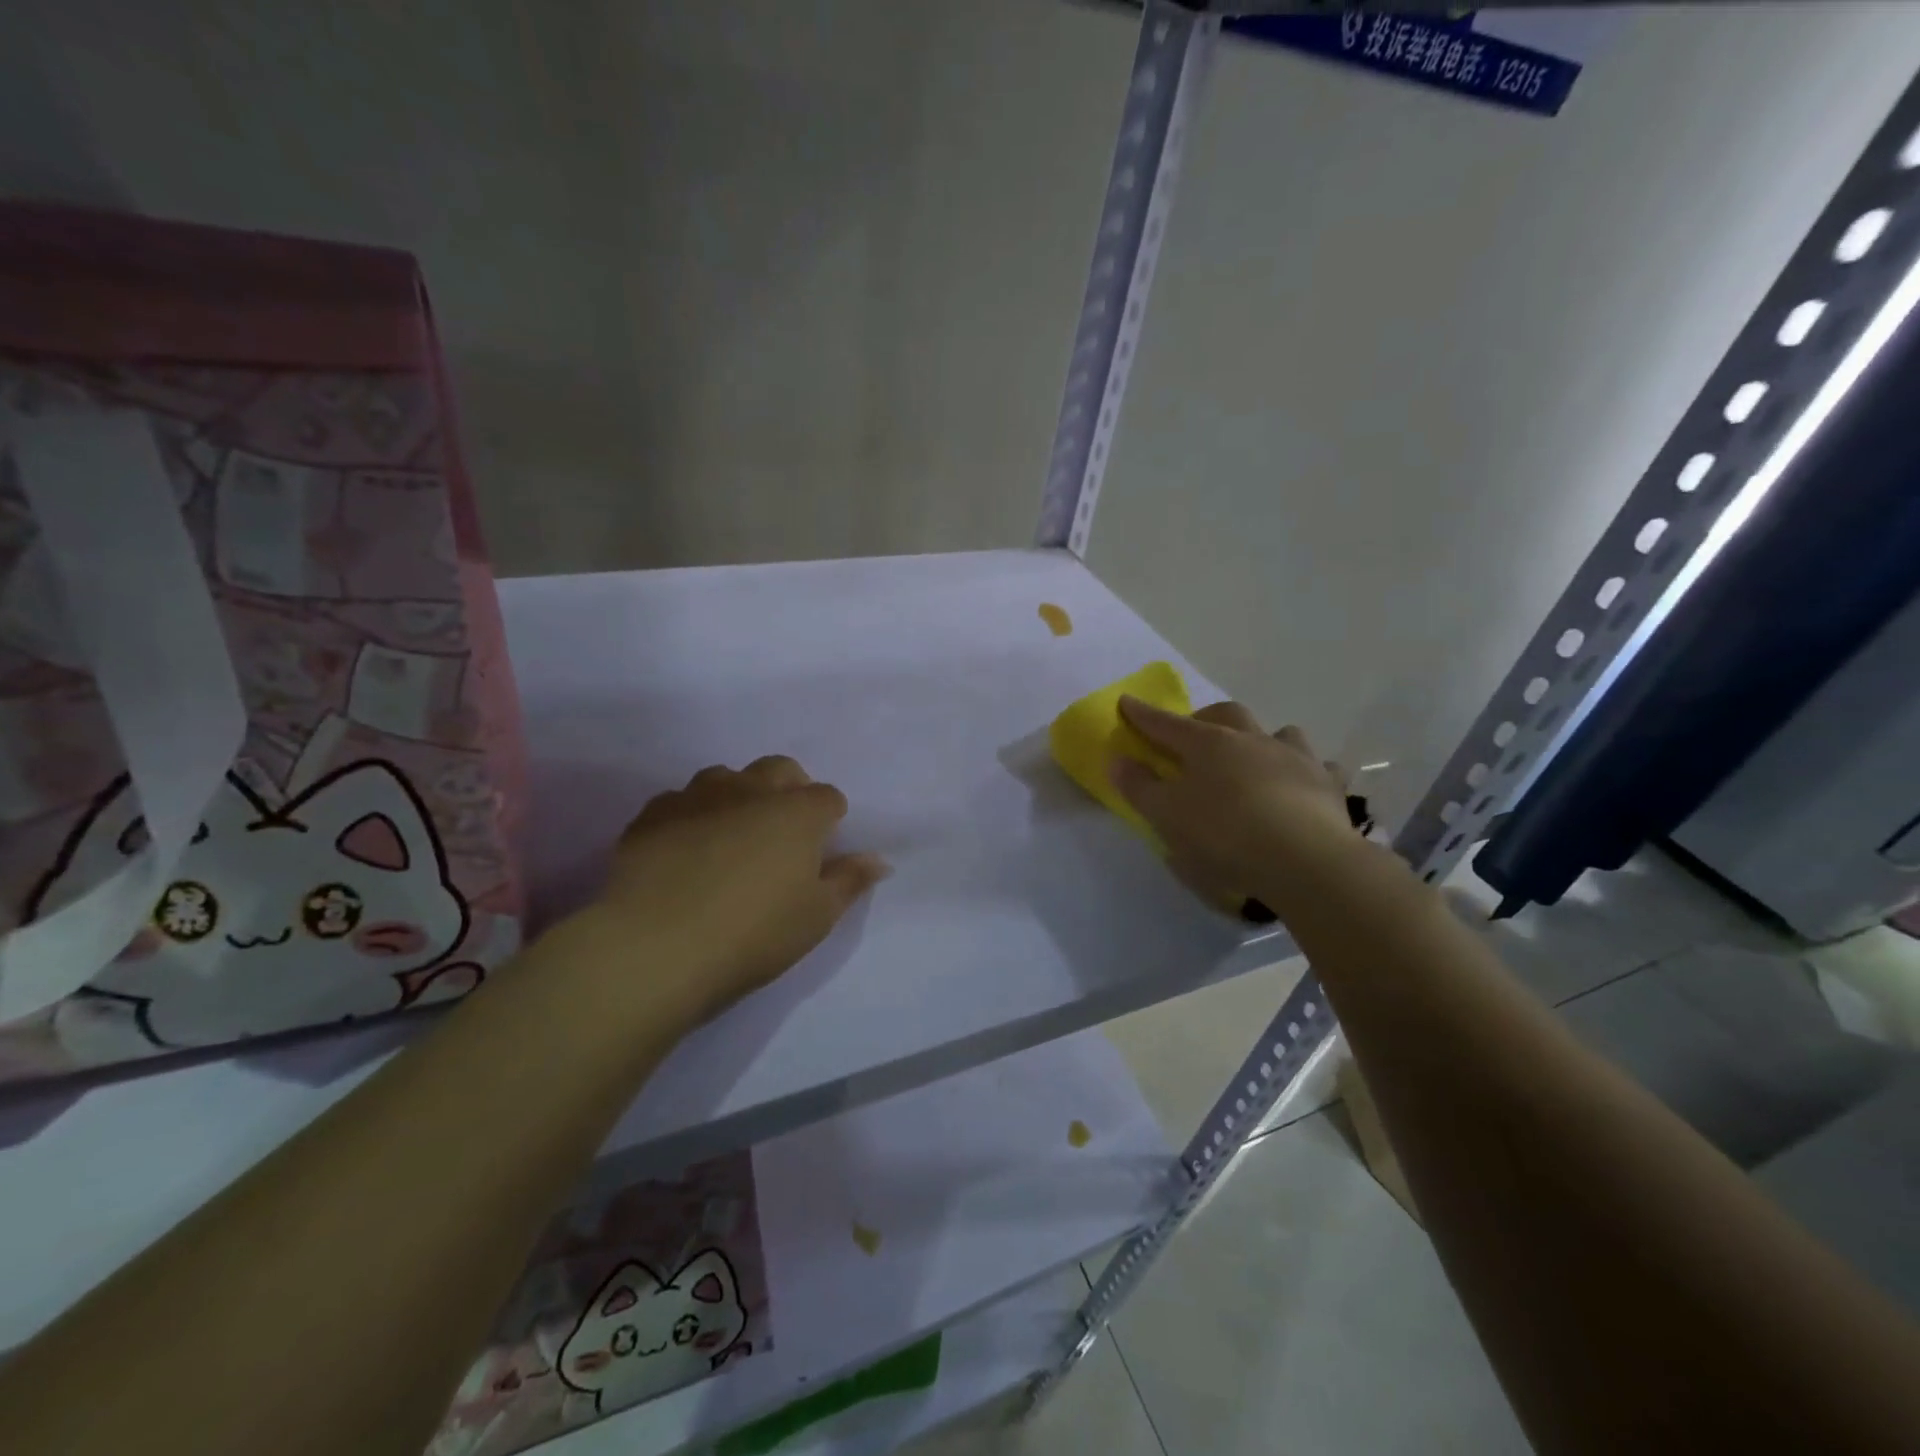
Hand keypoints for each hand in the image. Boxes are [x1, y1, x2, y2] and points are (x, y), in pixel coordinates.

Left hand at [574, 757, 887, 1022]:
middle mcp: (751, 790)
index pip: (828, 798)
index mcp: (798, 812)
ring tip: (732, 836)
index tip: (821, 851)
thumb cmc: (753, 933)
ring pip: (727, 777)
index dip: (829, 820)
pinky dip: (692, 815)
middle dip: (789, 790)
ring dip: (738, 796)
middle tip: (782, 833)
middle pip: (781, 770)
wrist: (655, 946)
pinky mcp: (654, 814)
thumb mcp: (816, 917)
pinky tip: (684, 849)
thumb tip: (879, 860)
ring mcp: (698, 797)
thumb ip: (849, 881)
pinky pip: (681, 801)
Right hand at [1110, 698, 1366, 915]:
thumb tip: (1118, 759)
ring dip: (1262, 739)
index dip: (1143, 715)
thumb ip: (1139, 787)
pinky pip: (1319, 768)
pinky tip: (1302, 787)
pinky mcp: (1328, 785)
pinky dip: (1306, 772)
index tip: (1126, 702)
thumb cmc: (1224, 835)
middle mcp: (1252, 740)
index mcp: (1208, 745)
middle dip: (1205, 719)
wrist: (1305, 861)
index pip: (1166, 724)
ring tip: (1255, 758)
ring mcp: (1295, 758)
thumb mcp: (1167, 816)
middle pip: (1226, 715)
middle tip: (1194, 736)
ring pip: (1279, 733)